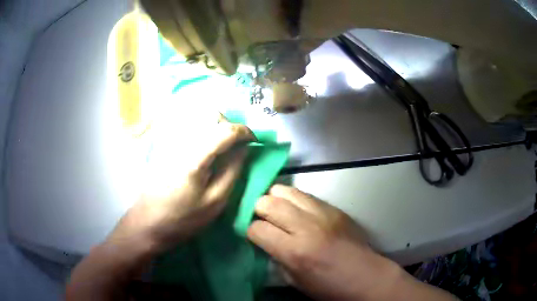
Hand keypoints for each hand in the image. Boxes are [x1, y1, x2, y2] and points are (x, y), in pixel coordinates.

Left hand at [109, 117, 254, 252]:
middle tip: (237, 143)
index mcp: (195, 157)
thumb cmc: (183, 218)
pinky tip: (204, 145)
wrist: (148, 222)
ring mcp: (169, 139)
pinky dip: (202, 128)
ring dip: (216, 125)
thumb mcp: (215, 201)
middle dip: (230, 124)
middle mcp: (181, 141)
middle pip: (211, 114)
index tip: (254, 141)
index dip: (245, 132)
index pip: (225, 130)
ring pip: (198, 116)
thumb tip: (244, 148)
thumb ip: (233, 171)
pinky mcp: (163, 143)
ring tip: (222, 144)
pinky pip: (187, 124)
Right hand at [247, 185, 403, 300]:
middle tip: (262, 220)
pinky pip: (305, 194)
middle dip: (257, 210)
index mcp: (295, 251)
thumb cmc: (329, 286)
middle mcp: (306, 226)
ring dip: (275, 199)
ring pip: (285, 190)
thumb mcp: (295, 281)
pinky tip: (298, 211)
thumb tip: (265, 242)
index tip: (253, 236)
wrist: (366, 276)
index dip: (250, 232)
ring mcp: (322, 213)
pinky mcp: (334, 207)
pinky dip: (294, 200)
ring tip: (278, 211)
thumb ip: (276, 258)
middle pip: (267, 202)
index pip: (256, 228)